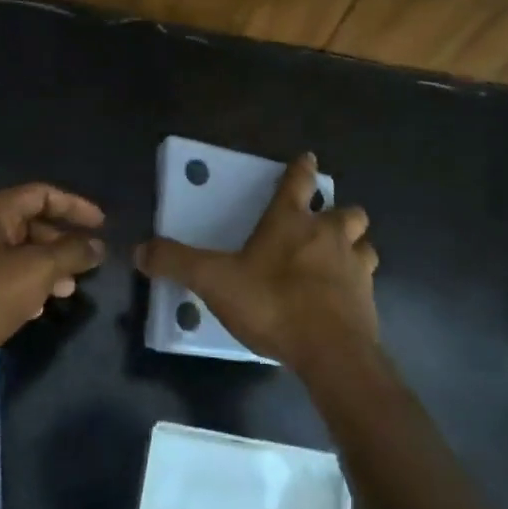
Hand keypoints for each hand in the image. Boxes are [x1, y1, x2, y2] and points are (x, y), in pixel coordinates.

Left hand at [0, 183, 106, 362]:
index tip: (102, 225)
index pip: (41, 194)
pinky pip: (10, 275)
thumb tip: (98, 246)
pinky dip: (32, 284)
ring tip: (70, 289)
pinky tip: (42, 306)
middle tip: (88, 262)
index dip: (74, 206)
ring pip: (23, 252)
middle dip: (64, 242)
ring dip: (51, 266)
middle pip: (33, 223)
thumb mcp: (38, 269)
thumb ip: (72, 252)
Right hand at [135, 153, 378, 374]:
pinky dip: (356, 283)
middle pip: (347, 212)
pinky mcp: (367, 299)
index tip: (307, 158)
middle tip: (322, 224)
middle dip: (338, 212)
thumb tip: (139, 249)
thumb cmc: (272, 304)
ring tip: (337, 259)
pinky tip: (342, 298)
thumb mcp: (214, 281)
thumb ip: (177, 263)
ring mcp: (354, 267)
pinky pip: (366, 281)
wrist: (330, 350)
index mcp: (291, 223)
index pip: (298, 183)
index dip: (301, 169)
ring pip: (363, 244)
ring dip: (353, 246)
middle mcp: (329, 236)